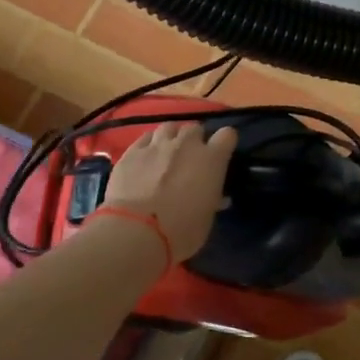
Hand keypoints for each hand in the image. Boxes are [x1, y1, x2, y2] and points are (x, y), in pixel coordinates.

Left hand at [100, 121, 239, 258]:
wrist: (136, 231)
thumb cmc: (181, 231)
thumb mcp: (207, 218)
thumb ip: (212, 200)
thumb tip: (217, 197)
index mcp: (211, 159)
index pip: (227, 135)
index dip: (225, 143)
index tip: (221, 154)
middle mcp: (186, 144)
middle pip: (195, 128)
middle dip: (195, 139)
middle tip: (190, 157)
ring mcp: (157, 145)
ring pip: (169, 127)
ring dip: (172, 137)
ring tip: (168, 151)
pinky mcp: (132, 152)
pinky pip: (145, 138)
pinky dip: (149, 144)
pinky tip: (146, 156)